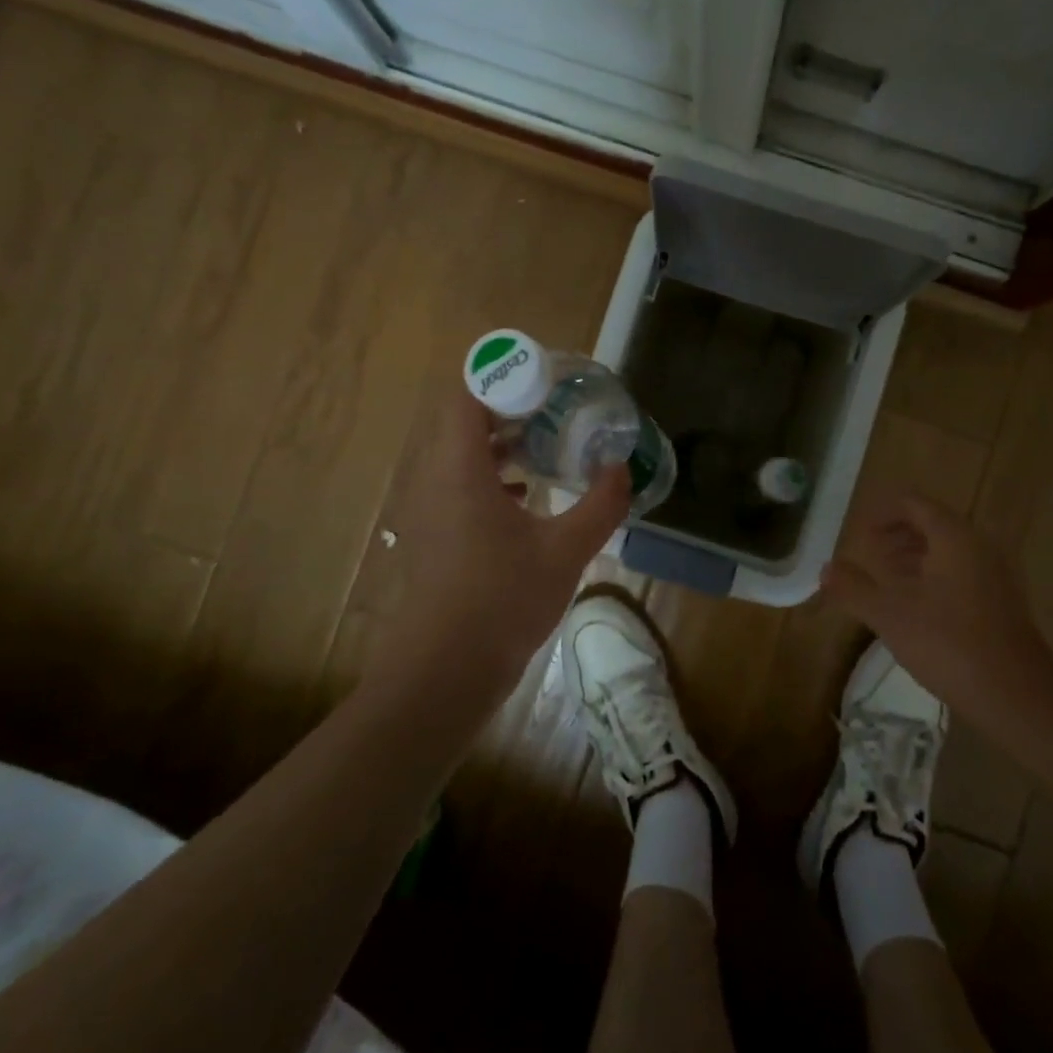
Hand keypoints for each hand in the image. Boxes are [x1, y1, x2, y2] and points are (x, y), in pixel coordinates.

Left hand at [367, 386, 631, 707]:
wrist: (443, 674)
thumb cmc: (501, 601)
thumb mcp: (565, 551)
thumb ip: (600, 505)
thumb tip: (622, 468)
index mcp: (460, 469)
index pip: (468, 395)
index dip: (505, 378)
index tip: (547, 382)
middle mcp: (436, 479)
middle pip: (465, 421)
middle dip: (510, 409)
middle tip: (556, 409)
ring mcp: (430, 510)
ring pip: (462, 455)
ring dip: (501, 444)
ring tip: (547, 446)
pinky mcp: (435, 536)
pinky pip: (460, 485)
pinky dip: (492, 476)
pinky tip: (528, 495)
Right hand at [822, 493, 1052, 734]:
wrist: (1017, 696)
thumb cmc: (949, 644)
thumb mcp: (890, 615)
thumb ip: (854, 588)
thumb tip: (826, 569)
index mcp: (954, 537)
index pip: (913, 503)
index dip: (881, 513)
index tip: (858, 534)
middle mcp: (979, 545)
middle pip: (932, 523)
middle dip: (896, 535)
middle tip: (868, 554)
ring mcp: (995, 574)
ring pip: (948, 550)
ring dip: (914, 556)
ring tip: (886, 579)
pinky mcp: (1002, 601)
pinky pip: (962, 572)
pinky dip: (934, 576)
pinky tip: (916, 606)